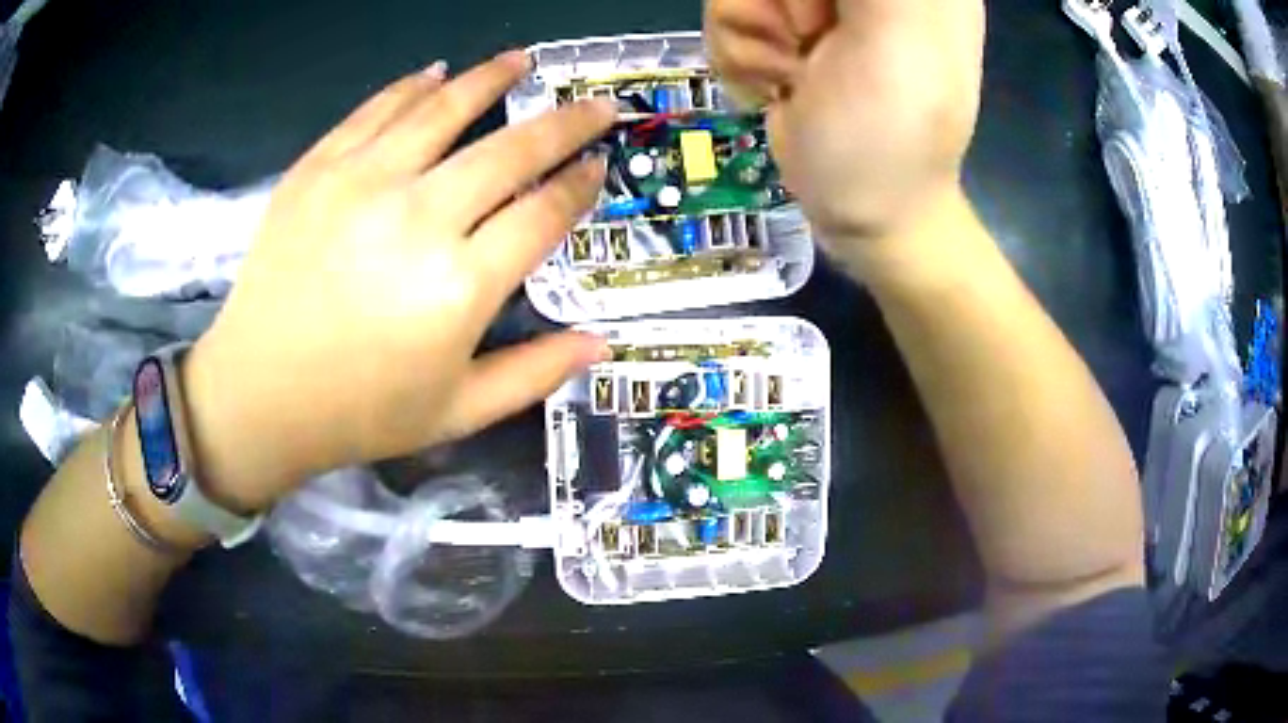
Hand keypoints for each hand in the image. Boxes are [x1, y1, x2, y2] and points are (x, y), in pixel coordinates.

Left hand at [179, 52, 615, 511]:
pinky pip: (375, 110)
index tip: (599, 164)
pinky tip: (437, 72)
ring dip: (492, 78)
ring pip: (444, 109)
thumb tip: (603, 344)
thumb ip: (535, 373)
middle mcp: (418, 218)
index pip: (542, 213)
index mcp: (460, 286)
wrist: (257, 395)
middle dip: (566, 123)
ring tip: (522, 60)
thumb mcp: (458, 412)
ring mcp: (362, 183)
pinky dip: (412, 86)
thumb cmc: (360, 412)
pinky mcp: (318, 170)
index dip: (580, 184)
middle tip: (596, 104)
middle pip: (510, 150)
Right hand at [704, 0, 985, 272]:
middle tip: (816, 44)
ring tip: (800, 74)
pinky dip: (742, 55)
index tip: (818, 23)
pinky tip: (783, 86)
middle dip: (774, 5)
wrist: (864, 213)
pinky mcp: (784, 26)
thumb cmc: (891, 136)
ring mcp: (819, 3)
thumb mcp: (897, 37)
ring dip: (754, 33)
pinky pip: (726, 14)